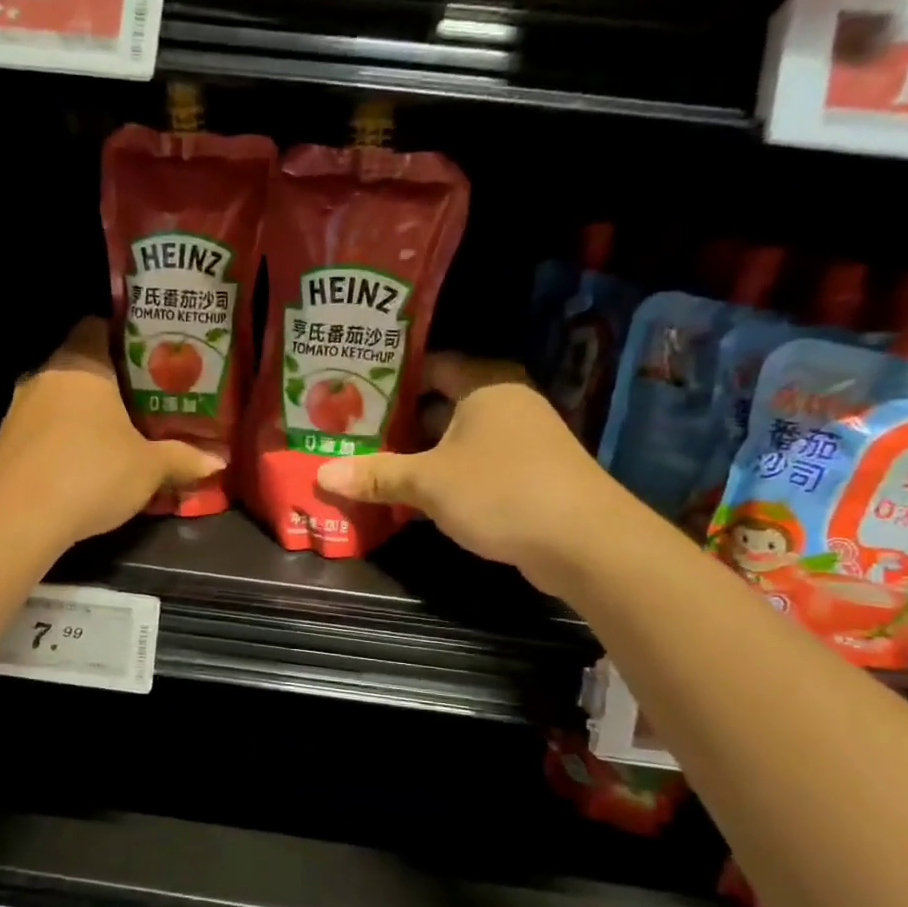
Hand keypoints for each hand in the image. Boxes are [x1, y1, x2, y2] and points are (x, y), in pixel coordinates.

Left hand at [0, 318, 224, 549]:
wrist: (18, 517)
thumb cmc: (92, 472)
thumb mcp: (149, 467)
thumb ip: (183, 458)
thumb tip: (219, 460)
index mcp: (82, 364)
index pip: (97, 326)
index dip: (124, 337)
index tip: (152, 358)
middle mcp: (46, 375)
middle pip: (81, 363)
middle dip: (111, 381)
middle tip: (146, 399)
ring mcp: (19, 408)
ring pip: (60, 398)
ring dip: (85, 413)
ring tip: (119, 433)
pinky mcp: (5, 442)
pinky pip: (43, 428)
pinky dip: (64, 438)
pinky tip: (84, 463)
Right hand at [314, 353, 633, 587]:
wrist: (584, 542)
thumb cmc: (501, 491)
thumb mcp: (429, 482)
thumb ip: (376, 475)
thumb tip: (323, 475)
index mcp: (484, 384)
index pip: (430, 363)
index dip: (390, 376)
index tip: (351, 390)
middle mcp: (505, 403)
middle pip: (439, 404)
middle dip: (397, 422)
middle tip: (350, 432)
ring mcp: (520, 441)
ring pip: (455, 440)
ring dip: (418, 455)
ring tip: (370, 465)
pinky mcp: (527, 476)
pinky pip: (472, 467)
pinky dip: (443, 478)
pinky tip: (411, 499)